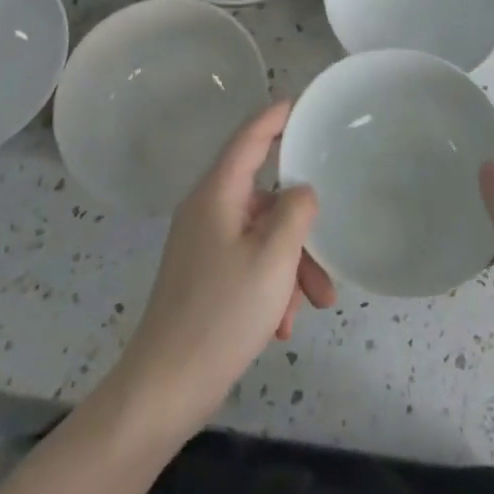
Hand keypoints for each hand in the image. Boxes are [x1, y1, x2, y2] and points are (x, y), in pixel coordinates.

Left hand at [114, 101, 335, 435]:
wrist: (164, 390)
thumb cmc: (221, 314)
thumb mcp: (272, 258)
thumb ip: (295, 212)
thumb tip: (301, 191)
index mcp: (217, 194)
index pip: (249, 138)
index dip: (275, 118)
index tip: (300, 104)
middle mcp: (207, 211)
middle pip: (264, 198)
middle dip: (300, 228)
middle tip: (328, 261)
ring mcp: (203, 245)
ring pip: (261, 236)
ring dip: (290, 266)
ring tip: (312, 307)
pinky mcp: (204, 277)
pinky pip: (248, 264)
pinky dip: (270, 286)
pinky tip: (281, 326)